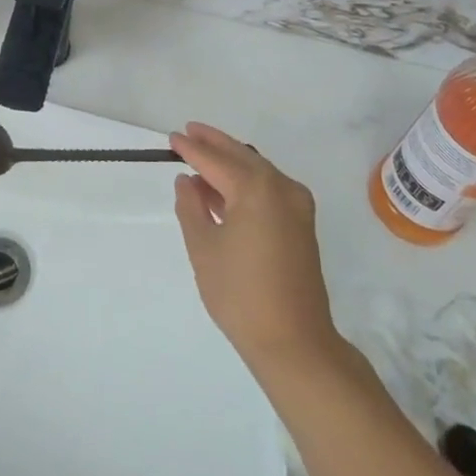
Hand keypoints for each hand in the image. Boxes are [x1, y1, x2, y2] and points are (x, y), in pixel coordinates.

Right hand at [171, 122, 337, 371]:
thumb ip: (191, 207)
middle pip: (241, 156)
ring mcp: (297, 205)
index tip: (172, 137)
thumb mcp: (203, 248)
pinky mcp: (302, 224)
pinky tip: (224, 190)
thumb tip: (187, 181)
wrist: (295, 343)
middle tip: (189, 132)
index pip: (215, 160)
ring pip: (257, 170)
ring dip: (230, 162)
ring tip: (201, 158)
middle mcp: (281, 187)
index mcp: (256, 188)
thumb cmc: (241, 295)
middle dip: (214, 143)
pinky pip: (269, 188)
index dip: (191, 148)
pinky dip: (246, 182)